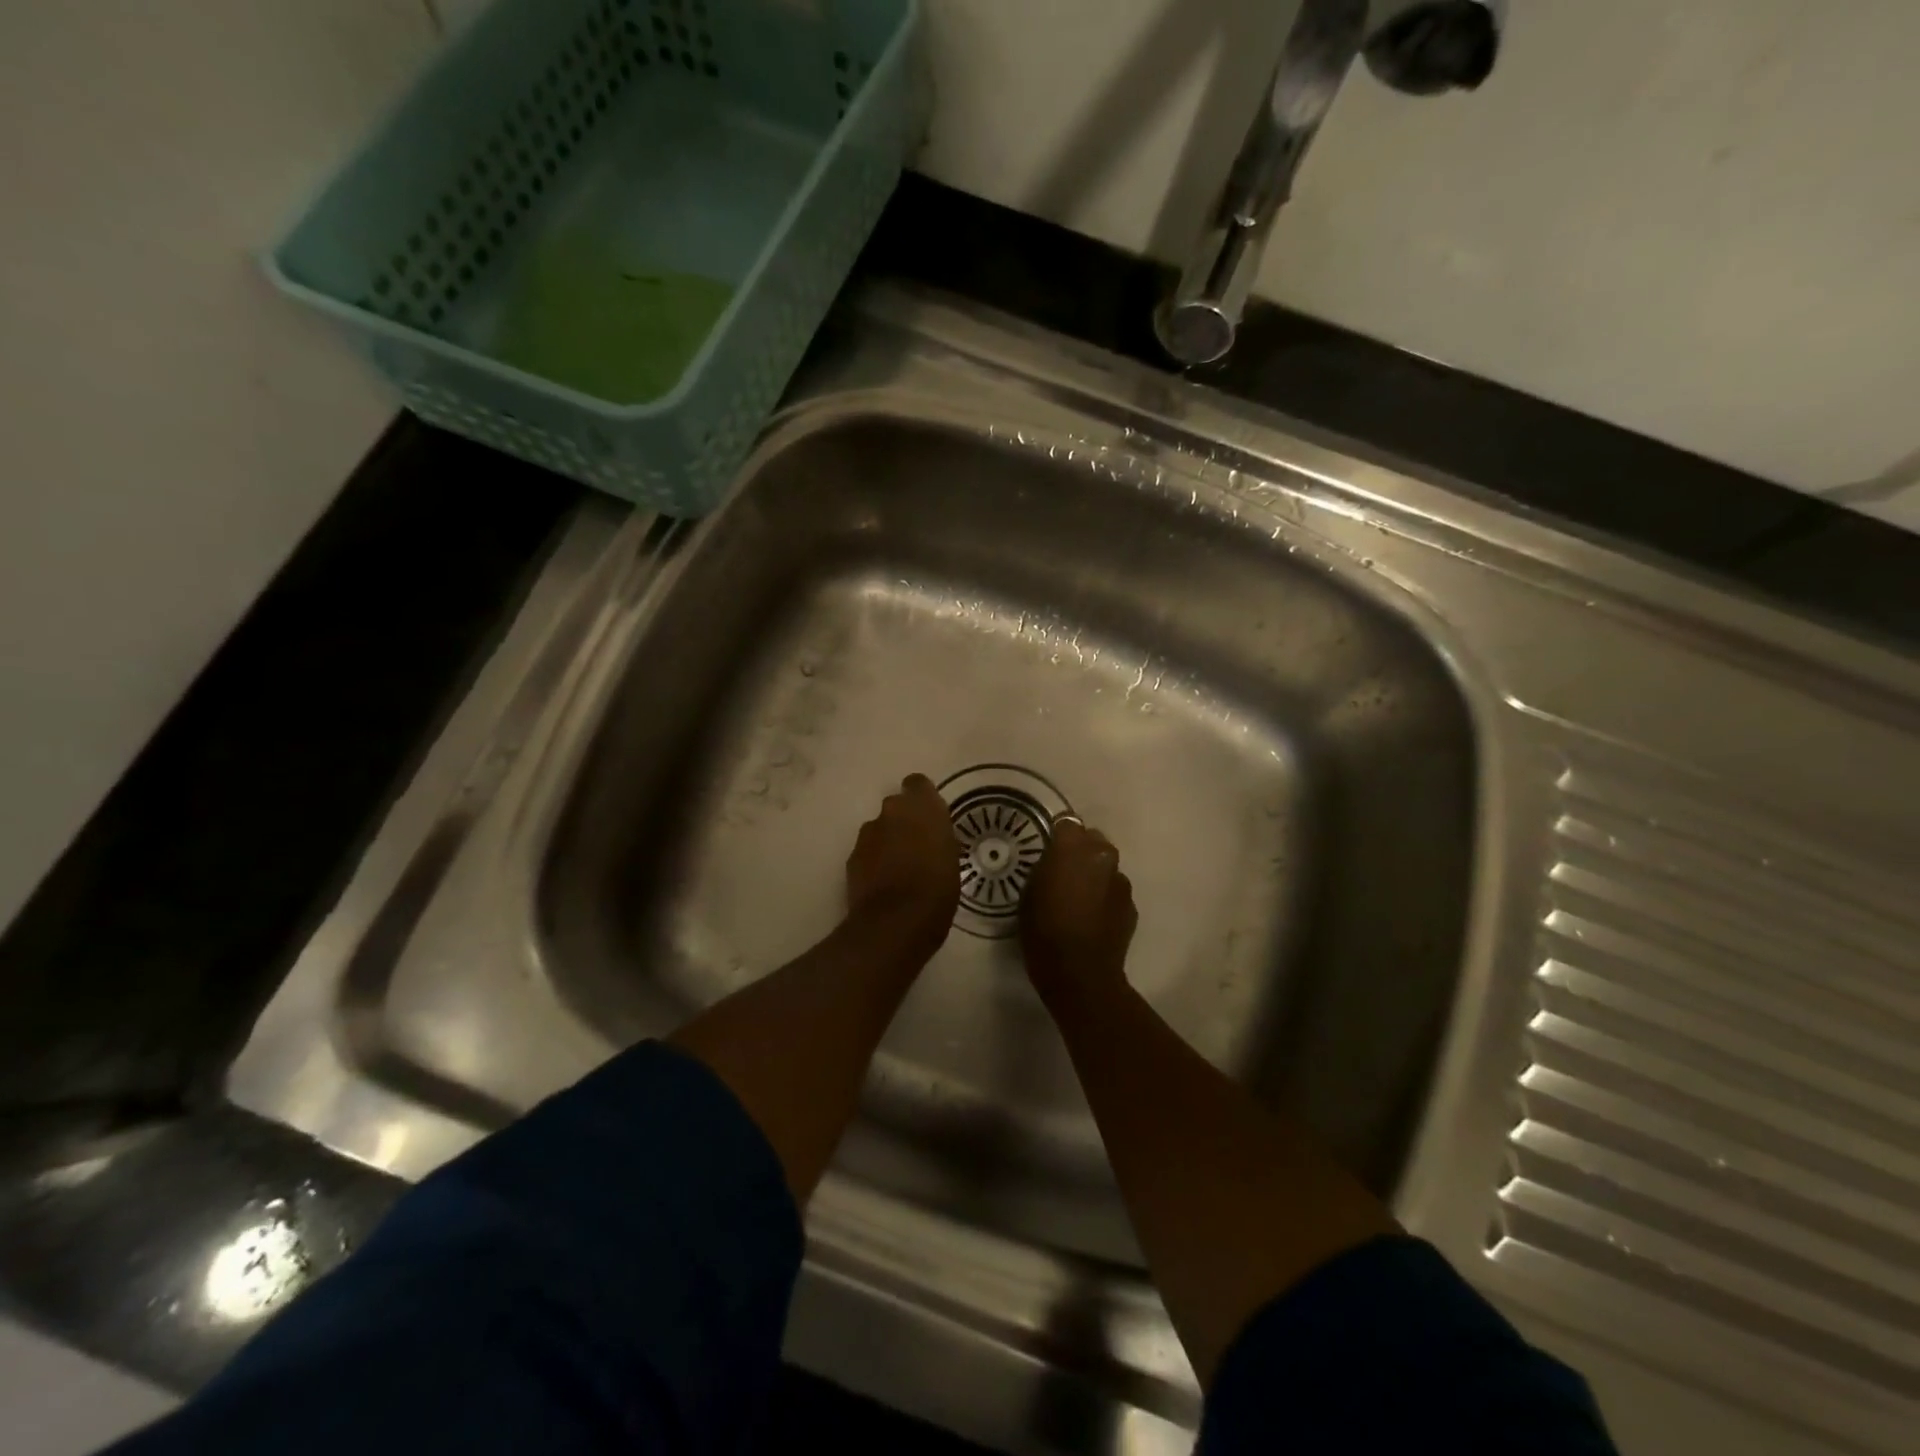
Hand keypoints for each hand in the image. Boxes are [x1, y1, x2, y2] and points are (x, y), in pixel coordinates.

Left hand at [846, 774, 960, 957]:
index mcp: (921, 806)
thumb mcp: (951, 857)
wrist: (896, 920)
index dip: (922, 798)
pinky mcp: (852, 857)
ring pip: (879, 829)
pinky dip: (874, 861)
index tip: (929, 816)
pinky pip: (867, 851)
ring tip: (900, 869)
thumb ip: (939, 836)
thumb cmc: (938, 887)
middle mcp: (891, 811)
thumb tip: (932, 835)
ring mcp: (868, 833)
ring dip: (887, 841)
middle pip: (896, 807)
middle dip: (904, 821)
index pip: (917, 783)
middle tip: (918, 846)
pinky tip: (884, 883)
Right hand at [1020, 819, 1137, 1009]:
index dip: (1057, 836)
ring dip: (1094, 875)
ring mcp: (1121, 880)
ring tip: (1079, 900)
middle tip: (1063, 873)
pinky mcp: (1131, 905)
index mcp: (1073, 847)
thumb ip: (1046, 867)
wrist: (1080, 973)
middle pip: (1092, 840)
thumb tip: (1056, 862)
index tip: (1048, 851)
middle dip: (1080, 851)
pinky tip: (1092, 919)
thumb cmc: (1044, 930)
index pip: (1067, 823)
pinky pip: (1114, 891)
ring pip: (1106, 866)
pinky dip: (1105, 898)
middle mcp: (1103, 855)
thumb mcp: (1030, 891)